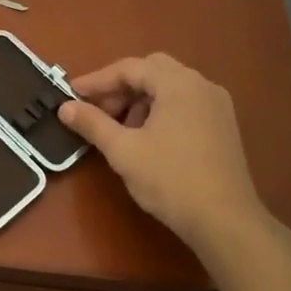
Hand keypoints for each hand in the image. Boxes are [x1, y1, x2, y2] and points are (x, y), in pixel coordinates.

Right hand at [57, 53, 267, 256]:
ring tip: (121, 129)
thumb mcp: (123, 151)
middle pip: (152, 71)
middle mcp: (201, 85)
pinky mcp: (224, 126)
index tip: (71, 94)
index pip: (130, 68)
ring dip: (141, 100)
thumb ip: (92, 123)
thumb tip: (64, 107)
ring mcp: (217, 105)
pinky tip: (148, 138)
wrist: (226, 222)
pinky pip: (185, 104)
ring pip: (170, 88)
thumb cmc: (171, 180)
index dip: (97, 80)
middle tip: (98, 109)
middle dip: (121, 87)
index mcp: (178, 84)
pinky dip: (161, 110)